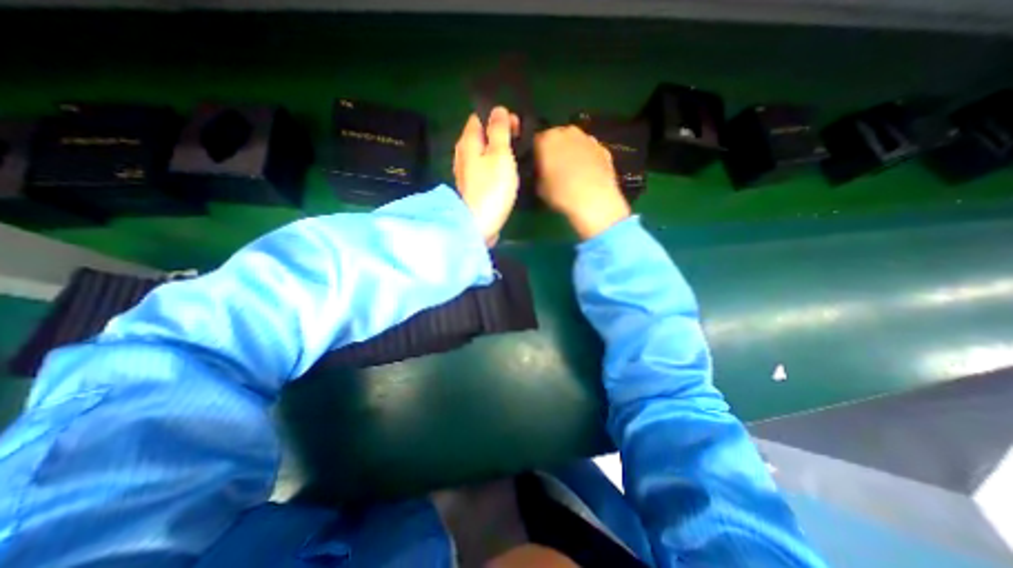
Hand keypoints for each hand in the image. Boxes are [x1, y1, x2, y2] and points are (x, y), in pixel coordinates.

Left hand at [457, 106, 521, 243]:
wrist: (479, 224)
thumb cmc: (492, 188)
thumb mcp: (500, 154)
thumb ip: (499, 131)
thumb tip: (498, 110)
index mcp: (468, 142)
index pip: (480, 118)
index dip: (498, 118)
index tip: (516, 127)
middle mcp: (462, 154)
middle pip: (480, 136)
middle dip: (498, 135)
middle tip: (518, 143)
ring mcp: (465, 172)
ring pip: (481, 153)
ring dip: (496, 152)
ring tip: (513, 158)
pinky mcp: (471, 188)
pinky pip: (482, 169)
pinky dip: (492, 167)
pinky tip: (503, 175)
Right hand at [533, 123, 631, 240]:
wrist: (594, 201)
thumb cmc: (560, 194)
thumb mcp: (539, 188)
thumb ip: (539, 173)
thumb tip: (543, 171)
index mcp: (547, 139)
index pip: (537, 142)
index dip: (537, 155)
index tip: (538, 167)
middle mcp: (567, 132)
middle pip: (558, 138)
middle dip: (556, 150)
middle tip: (555, 169)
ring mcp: (589, 139)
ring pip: (576, 143)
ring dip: (573, 153)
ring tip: (573, 173)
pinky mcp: (604, 149)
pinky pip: (591, 152)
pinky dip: (588, 160)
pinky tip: (587, 176)